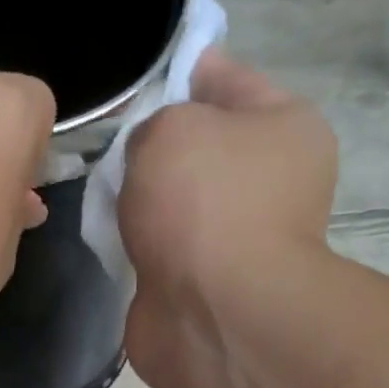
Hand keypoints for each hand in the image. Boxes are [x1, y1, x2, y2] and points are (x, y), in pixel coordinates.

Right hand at [117, 49, 337, 387]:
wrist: (212, 315)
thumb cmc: (205, 204)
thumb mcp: (170, 129)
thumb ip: (152, 124)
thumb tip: (149, 162)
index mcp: (285, 129)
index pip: (228, 80)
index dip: (180, 72)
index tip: (135, 81)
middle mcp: (269, 186)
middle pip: (200, 150)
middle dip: (153, 148)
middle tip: (108, 147)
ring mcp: (237, 244)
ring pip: (177, 207)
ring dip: (143, 205)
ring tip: (103, 197)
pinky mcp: (204, 291)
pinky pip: (162, 255)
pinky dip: (139, 251)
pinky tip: (110, 242)